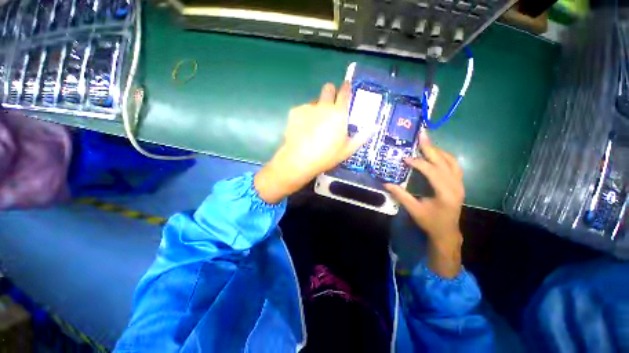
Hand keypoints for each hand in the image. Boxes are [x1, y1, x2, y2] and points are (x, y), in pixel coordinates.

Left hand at [254, 82, 369, 203]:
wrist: (299, 160)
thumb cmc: (326, 156)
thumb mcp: (347, 150)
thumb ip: (361, 137)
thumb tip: (374, 127)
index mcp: (338, 113)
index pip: (345, 92)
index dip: (346, 87)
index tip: (346, 88)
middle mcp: (323, 105)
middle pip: (328, 88)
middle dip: (331, 92)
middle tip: (330, 106)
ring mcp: (307, 107)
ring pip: (315, 101)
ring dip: (317, 108)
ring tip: (314, 126)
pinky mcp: (294, 112)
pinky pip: (303, 110)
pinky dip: (304, 116)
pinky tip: (303, 130)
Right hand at [385, 136, 464, 277]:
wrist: (447, 232)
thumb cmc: (430, 222)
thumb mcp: (414, 210)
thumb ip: (401, 195)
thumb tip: (386, 184)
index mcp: (445, 193)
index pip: (431, 171)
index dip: (418, 163)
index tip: (405, 158)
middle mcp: (455, 185)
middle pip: (443, 161)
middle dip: (430, 148)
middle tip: (421, 135)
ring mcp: (460, 183)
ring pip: (451, 161)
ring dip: (438, 151)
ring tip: (426, 142)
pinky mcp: (459, 183)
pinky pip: (454, 165)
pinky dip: (444, 157)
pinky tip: (436, 154)